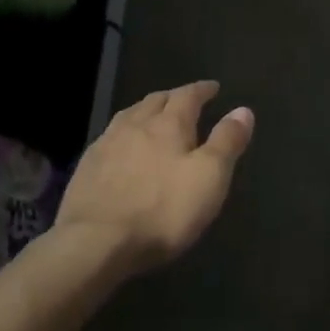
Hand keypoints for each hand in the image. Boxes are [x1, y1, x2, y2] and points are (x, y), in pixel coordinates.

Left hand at [56, 82, 254, 273]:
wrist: (95, 242)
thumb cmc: (162, 210)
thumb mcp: (209, 177)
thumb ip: (227, 142)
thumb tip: (243, 110)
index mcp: (168, 125)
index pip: (188, 96)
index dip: (202, 90)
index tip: (213, 87)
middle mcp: (135, 126)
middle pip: (155, 101)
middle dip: (173, 97)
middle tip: (184, 100)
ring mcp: (106, 145)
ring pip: (128, 116)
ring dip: (145, 111)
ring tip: (153, 116)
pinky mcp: (86, 169)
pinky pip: (109, 138)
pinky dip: (123, 134)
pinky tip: (122, 147)